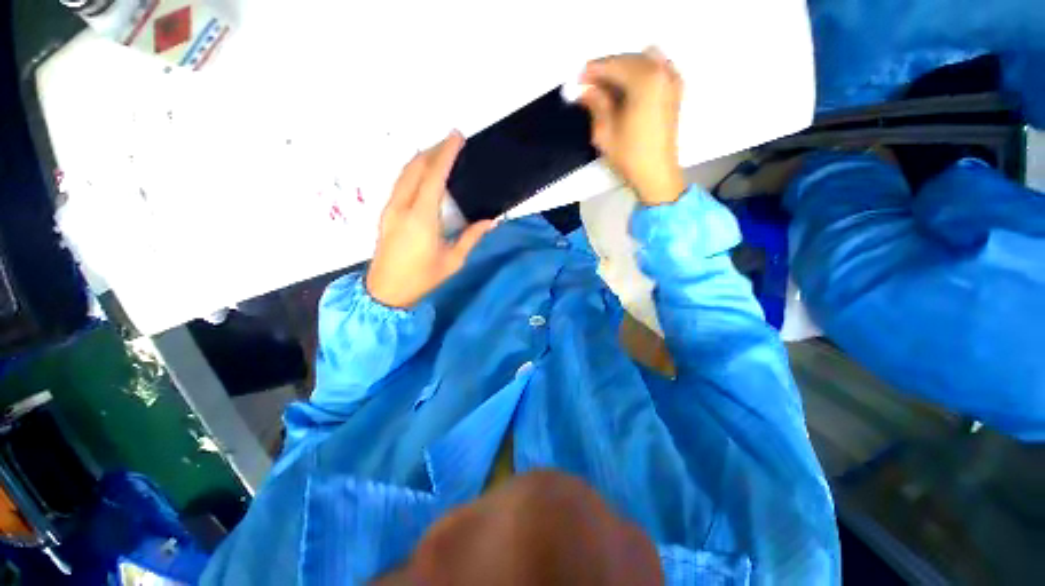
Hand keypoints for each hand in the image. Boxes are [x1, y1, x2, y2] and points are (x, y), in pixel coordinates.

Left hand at [366, 131, 496, 308]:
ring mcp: (390, 208)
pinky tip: (424, 174)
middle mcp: (402, 206)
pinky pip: (400, 182)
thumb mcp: (453, 261)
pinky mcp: (386, 213)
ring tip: (440, 153)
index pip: (433, 176)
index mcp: (421, 218)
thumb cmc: (422, 279)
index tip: (456, 137)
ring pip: (404, 172)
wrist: (385, 292)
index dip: (445, 153)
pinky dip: (413, 171)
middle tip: (451, 142)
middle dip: (433, 150)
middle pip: (415, 167)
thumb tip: (491, 220)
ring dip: (422, 158)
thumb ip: (471, 237)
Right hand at [579, 48, 685, 205]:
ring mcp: (672, 79)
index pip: (612, 65)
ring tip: (607, 91)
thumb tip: (586, 89)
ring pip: (642, 61)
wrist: (657, 174)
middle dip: (607, 70)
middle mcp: (661, 71)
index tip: (577, 81)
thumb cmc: (629, 156)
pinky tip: (628, 91)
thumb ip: (596, 104)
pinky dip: (639, 73)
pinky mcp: (675, 90)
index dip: (592, 71)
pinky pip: (656, 68)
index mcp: (644, 80)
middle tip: (589, 88)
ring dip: (622, 70)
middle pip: (628, 59)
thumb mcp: (605, 131)